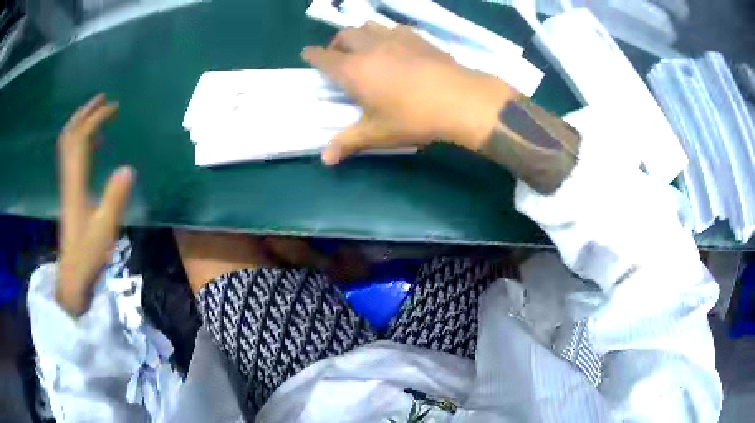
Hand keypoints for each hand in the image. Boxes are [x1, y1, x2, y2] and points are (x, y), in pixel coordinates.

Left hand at [57, 94, 134, 315]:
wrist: (72, 276)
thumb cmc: (88, 255)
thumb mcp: (105, 229)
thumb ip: (115, 198)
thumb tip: (129, 167)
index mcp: (76, 183)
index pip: (81, 140)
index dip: (96, 119)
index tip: (114, 107)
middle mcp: (68, 178)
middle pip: (70, 136)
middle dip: (85, 113)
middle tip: (102, 99)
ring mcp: (67, 186)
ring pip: (67, 145)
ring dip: (80, 124)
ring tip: (96, 112)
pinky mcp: (69, 194)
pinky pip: (71, 158)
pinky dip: (80, 142)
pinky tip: (92, 143)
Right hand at [302, 22, 514, 164]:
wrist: (460, 99)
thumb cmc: (413, 117)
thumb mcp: (378, 133)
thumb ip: (348, 142)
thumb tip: (324, 159)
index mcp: (354, 69)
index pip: (324, 57)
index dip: (312, 55)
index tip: (307, 55)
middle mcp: (370, 47)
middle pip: (344, 35)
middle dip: (336, 43)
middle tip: (338, 57)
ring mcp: (395, 38)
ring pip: (368, 26)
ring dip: (359, 34)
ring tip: (364, 48)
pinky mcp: (418, 37)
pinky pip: (393, 28)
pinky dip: (384, 34)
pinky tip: (394, 46)